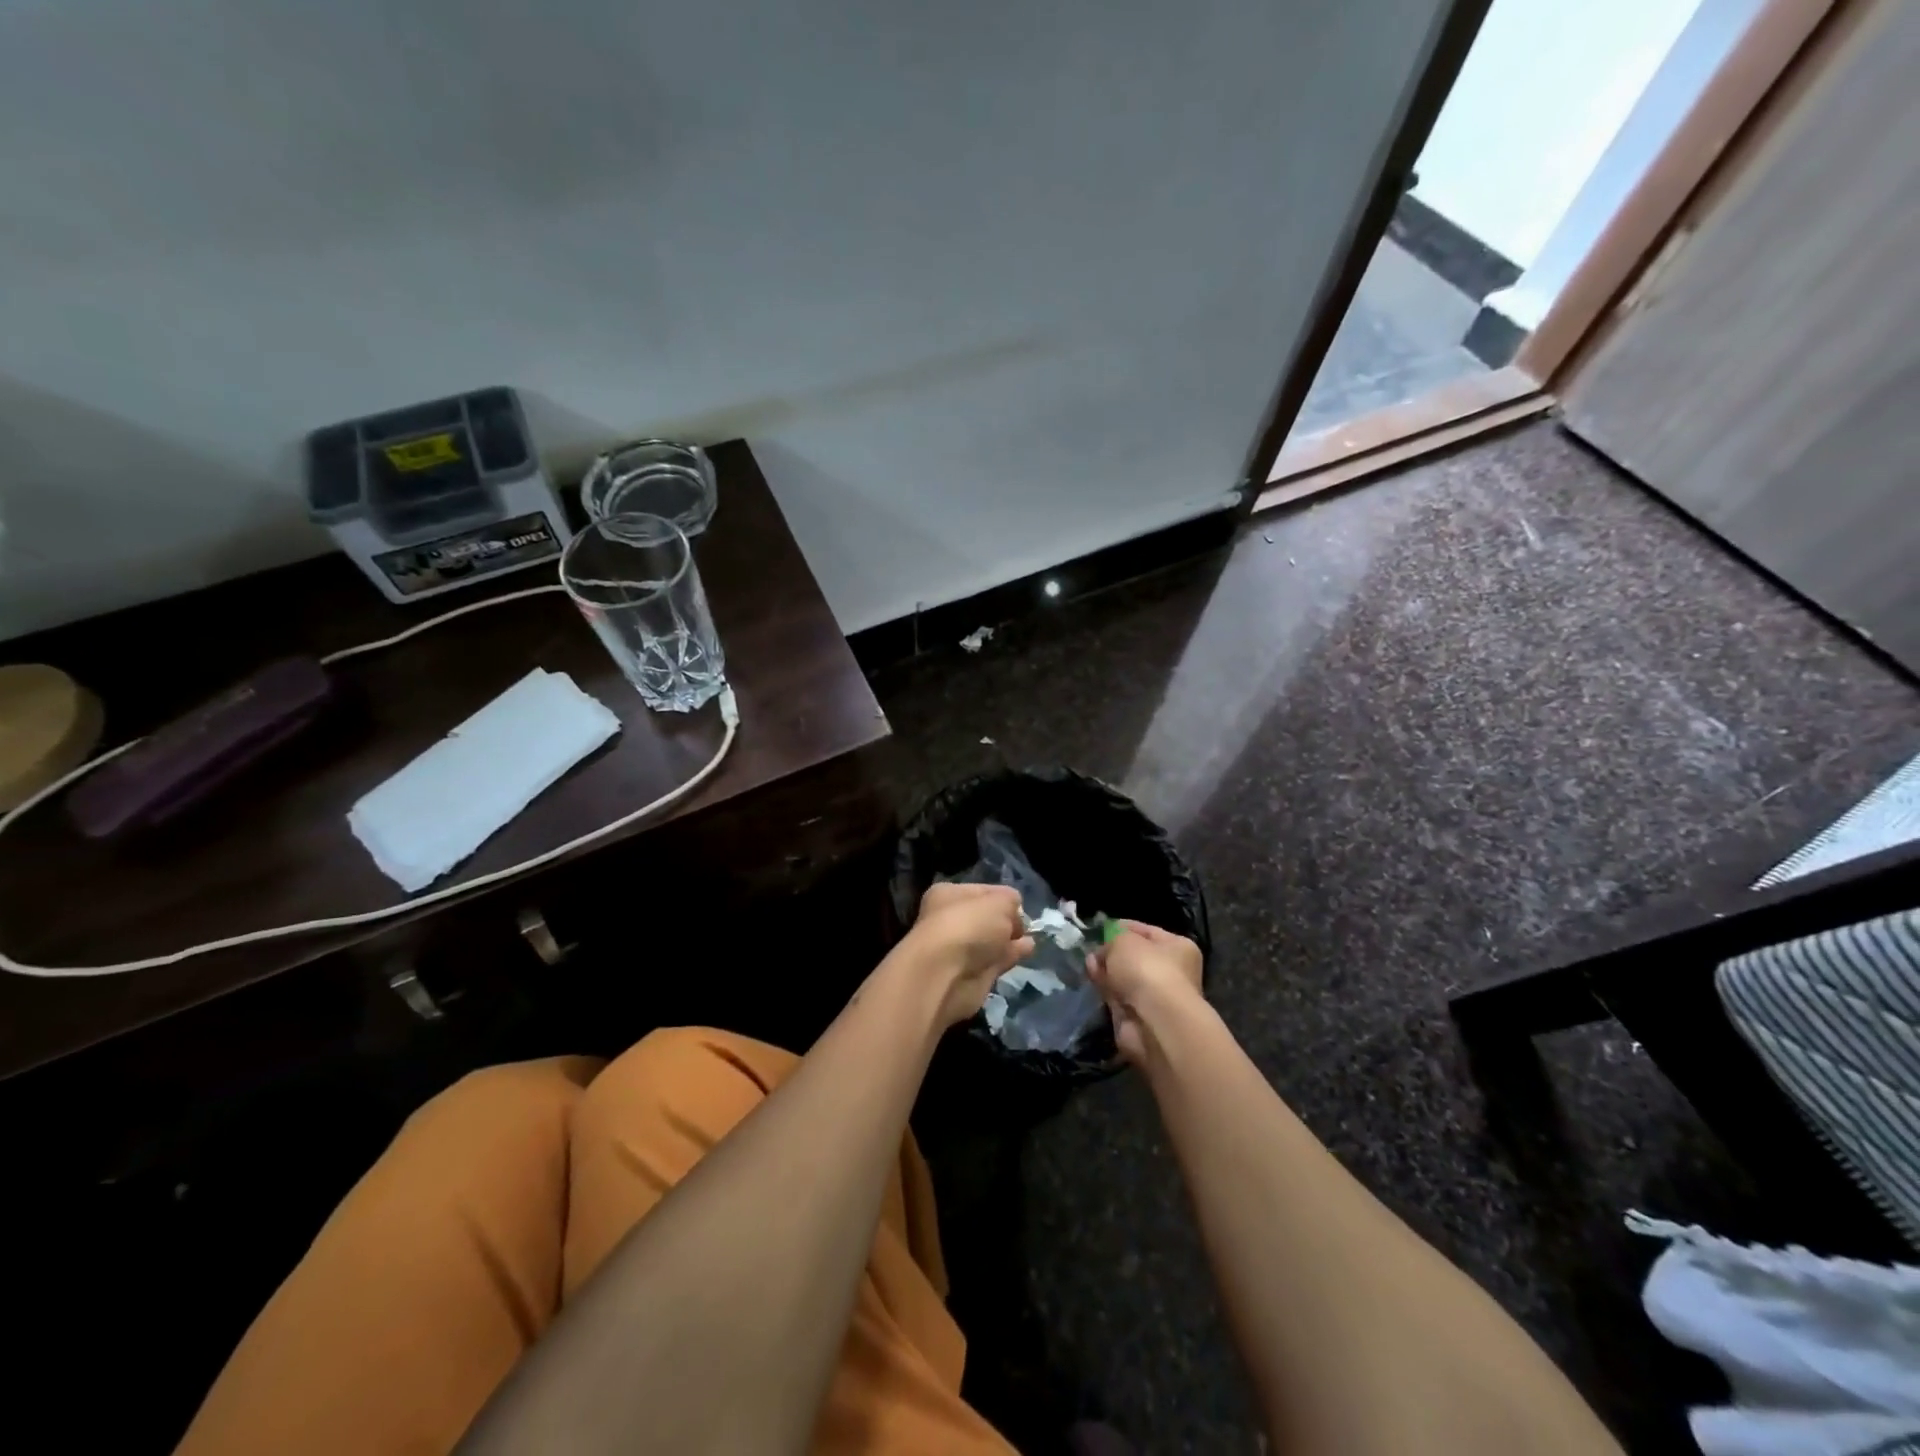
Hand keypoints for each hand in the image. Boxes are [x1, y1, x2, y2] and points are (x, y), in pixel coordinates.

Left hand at [893, 883, 1034, 1027]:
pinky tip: (1027, 950)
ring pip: (991, 940)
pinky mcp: (972, 974)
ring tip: (1030, 937)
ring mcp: (961, 949)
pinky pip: (997, 959)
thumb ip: (1011, 902)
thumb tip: (1014, 913)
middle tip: (1026, 924)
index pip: (983, 891)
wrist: (946, 975)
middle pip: (986, 917)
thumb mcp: (999, 901)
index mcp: (949, 895)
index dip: (1003, 897)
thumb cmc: (969, 926)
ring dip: (1009, 939)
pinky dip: (1011, 955)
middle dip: (1006, 919)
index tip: (1020, 905)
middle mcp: (951, 920)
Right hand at [1087, 920, 1204, 1064]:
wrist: (1154, 1021)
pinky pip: (1118, 997)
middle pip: (1135, 957)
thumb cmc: (1147, 969)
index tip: (1100, 929)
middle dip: (1112, 953)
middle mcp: (1172, 972)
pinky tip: (1092, 981)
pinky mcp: (1139, 1016)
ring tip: (1087, 965)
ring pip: (1125, 978)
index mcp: (1178, 947)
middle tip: (1092, 950)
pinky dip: (1106, 990)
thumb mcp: (1123, 940)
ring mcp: (1155, 996)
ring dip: (1107, 972)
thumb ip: (1110, 942)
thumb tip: (1099, 955)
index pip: (1147, 931)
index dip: (1122, 928)